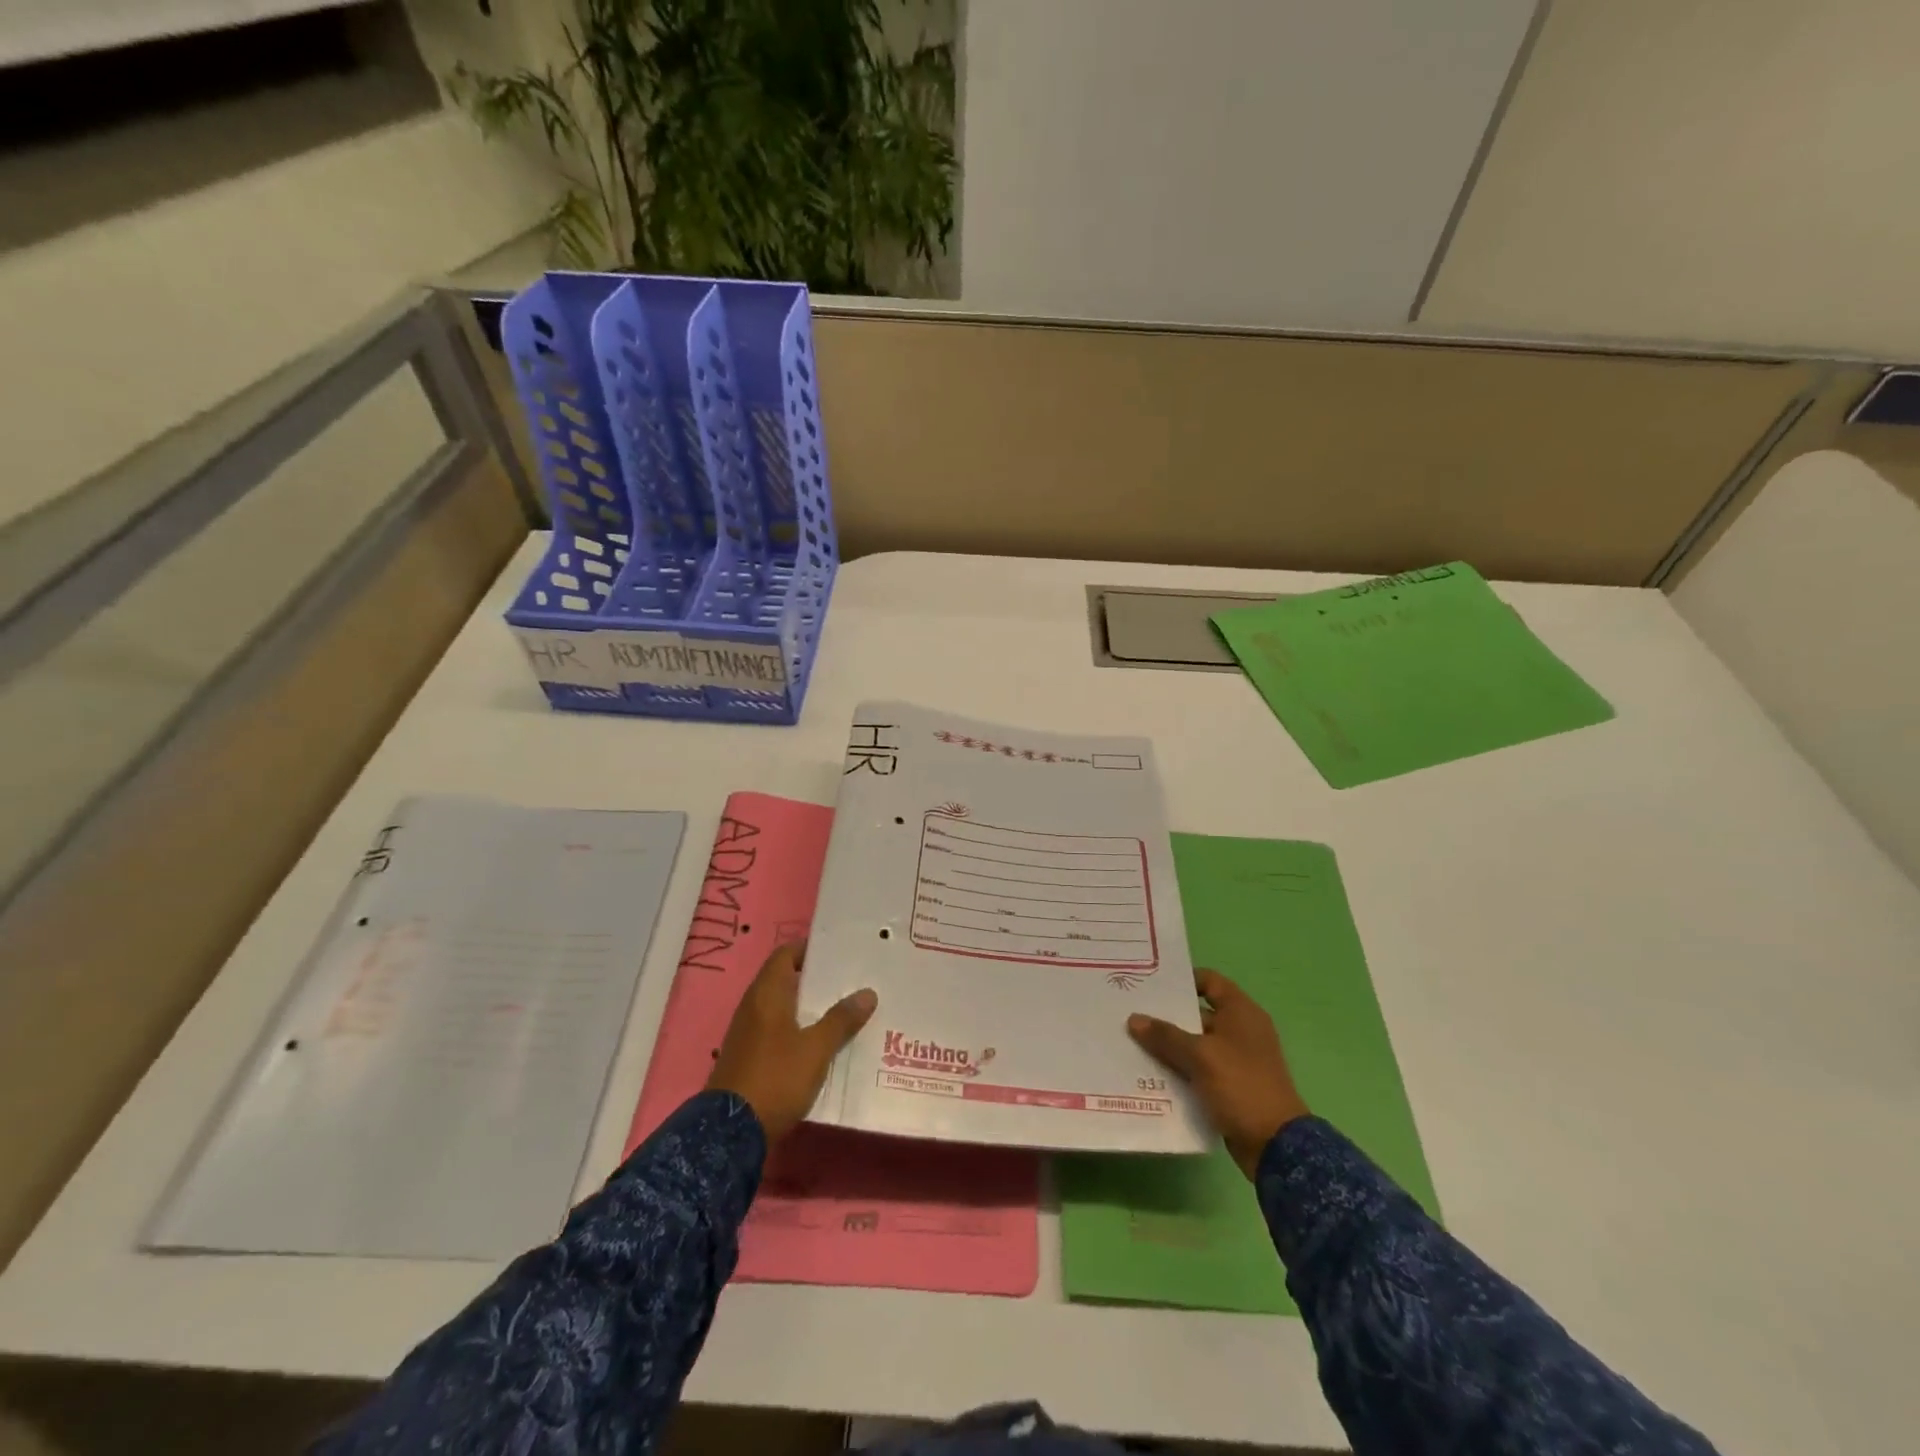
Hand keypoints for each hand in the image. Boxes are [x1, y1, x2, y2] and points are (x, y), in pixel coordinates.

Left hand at [707, 941, 877, 1142]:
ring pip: (783, 1007)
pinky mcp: (749, 1056)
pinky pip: (777, 1030)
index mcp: (767, 993)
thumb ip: (841, 1020)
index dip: (810, 949)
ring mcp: (748, 1032)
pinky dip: (799, 1029)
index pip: (786, 954)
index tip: (839, 952)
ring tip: (844, 1009)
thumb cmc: (775, 1078)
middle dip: (816, 979)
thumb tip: (867, 993)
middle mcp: (753, 1005)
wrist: (731, 1132)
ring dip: (809, 1007)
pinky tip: (822, 1042)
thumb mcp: (816, 1049)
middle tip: (850, 980)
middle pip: (786, 979)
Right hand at [1128, 968, 1309, 1178]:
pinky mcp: (1230, 1086)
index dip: (1181, 980)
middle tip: (1130, 1013)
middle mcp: (1240, 1030)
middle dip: (1166, 1016)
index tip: (1149, 984)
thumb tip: (1134, 1019)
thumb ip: (1166, 1036)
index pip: (1209, 981)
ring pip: (1194, 1044)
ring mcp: (1236, 1060)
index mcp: (1241, 1012)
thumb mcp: (1201, 1056)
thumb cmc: (1242, 1086)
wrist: (1276, 1146)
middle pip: (1197, 1014)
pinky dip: (1178, 1070)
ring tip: (1132, 1043)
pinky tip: (1149, 1073)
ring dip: (1168, 1046)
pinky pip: (1198, 1070)